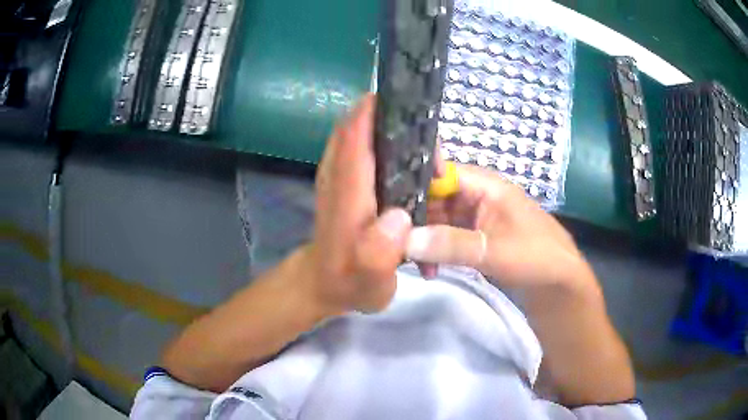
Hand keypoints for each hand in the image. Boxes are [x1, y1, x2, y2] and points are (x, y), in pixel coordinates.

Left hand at [300, 94, 412, 315]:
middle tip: (426, 134)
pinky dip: (381, 138)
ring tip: (423, 143)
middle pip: (357, 123)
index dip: (376, 109)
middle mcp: (338, 173)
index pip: (354, 134)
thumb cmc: (349, 281)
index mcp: (346, 191)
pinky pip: (360, 144)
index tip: (407, 101)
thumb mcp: (369, 279)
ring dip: (388, 126)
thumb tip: (400, 218)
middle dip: (391, 115)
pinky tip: (407, 156)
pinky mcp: (342, 179)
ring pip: (358, 131)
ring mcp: (338, 174)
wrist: (322, 283)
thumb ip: (379, 253)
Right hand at [407, 163, 593, 290]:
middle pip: (434, 196)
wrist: (559, 281)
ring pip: (438, 219)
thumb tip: (405, 240)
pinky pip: (447, 236)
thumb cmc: (534, 256)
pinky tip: (429, 269)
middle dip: (413, 217)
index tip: (385, 203)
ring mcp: (475, 216)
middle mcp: (476, 194)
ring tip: (409, 262)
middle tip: (392, 242)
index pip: (440, 172)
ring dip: (423, 238)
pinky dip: (436, 250)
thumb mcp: (494, 251)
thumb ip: (451, 244)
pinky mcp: (475, 235)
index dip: (412, 182)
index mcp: (485, 185)